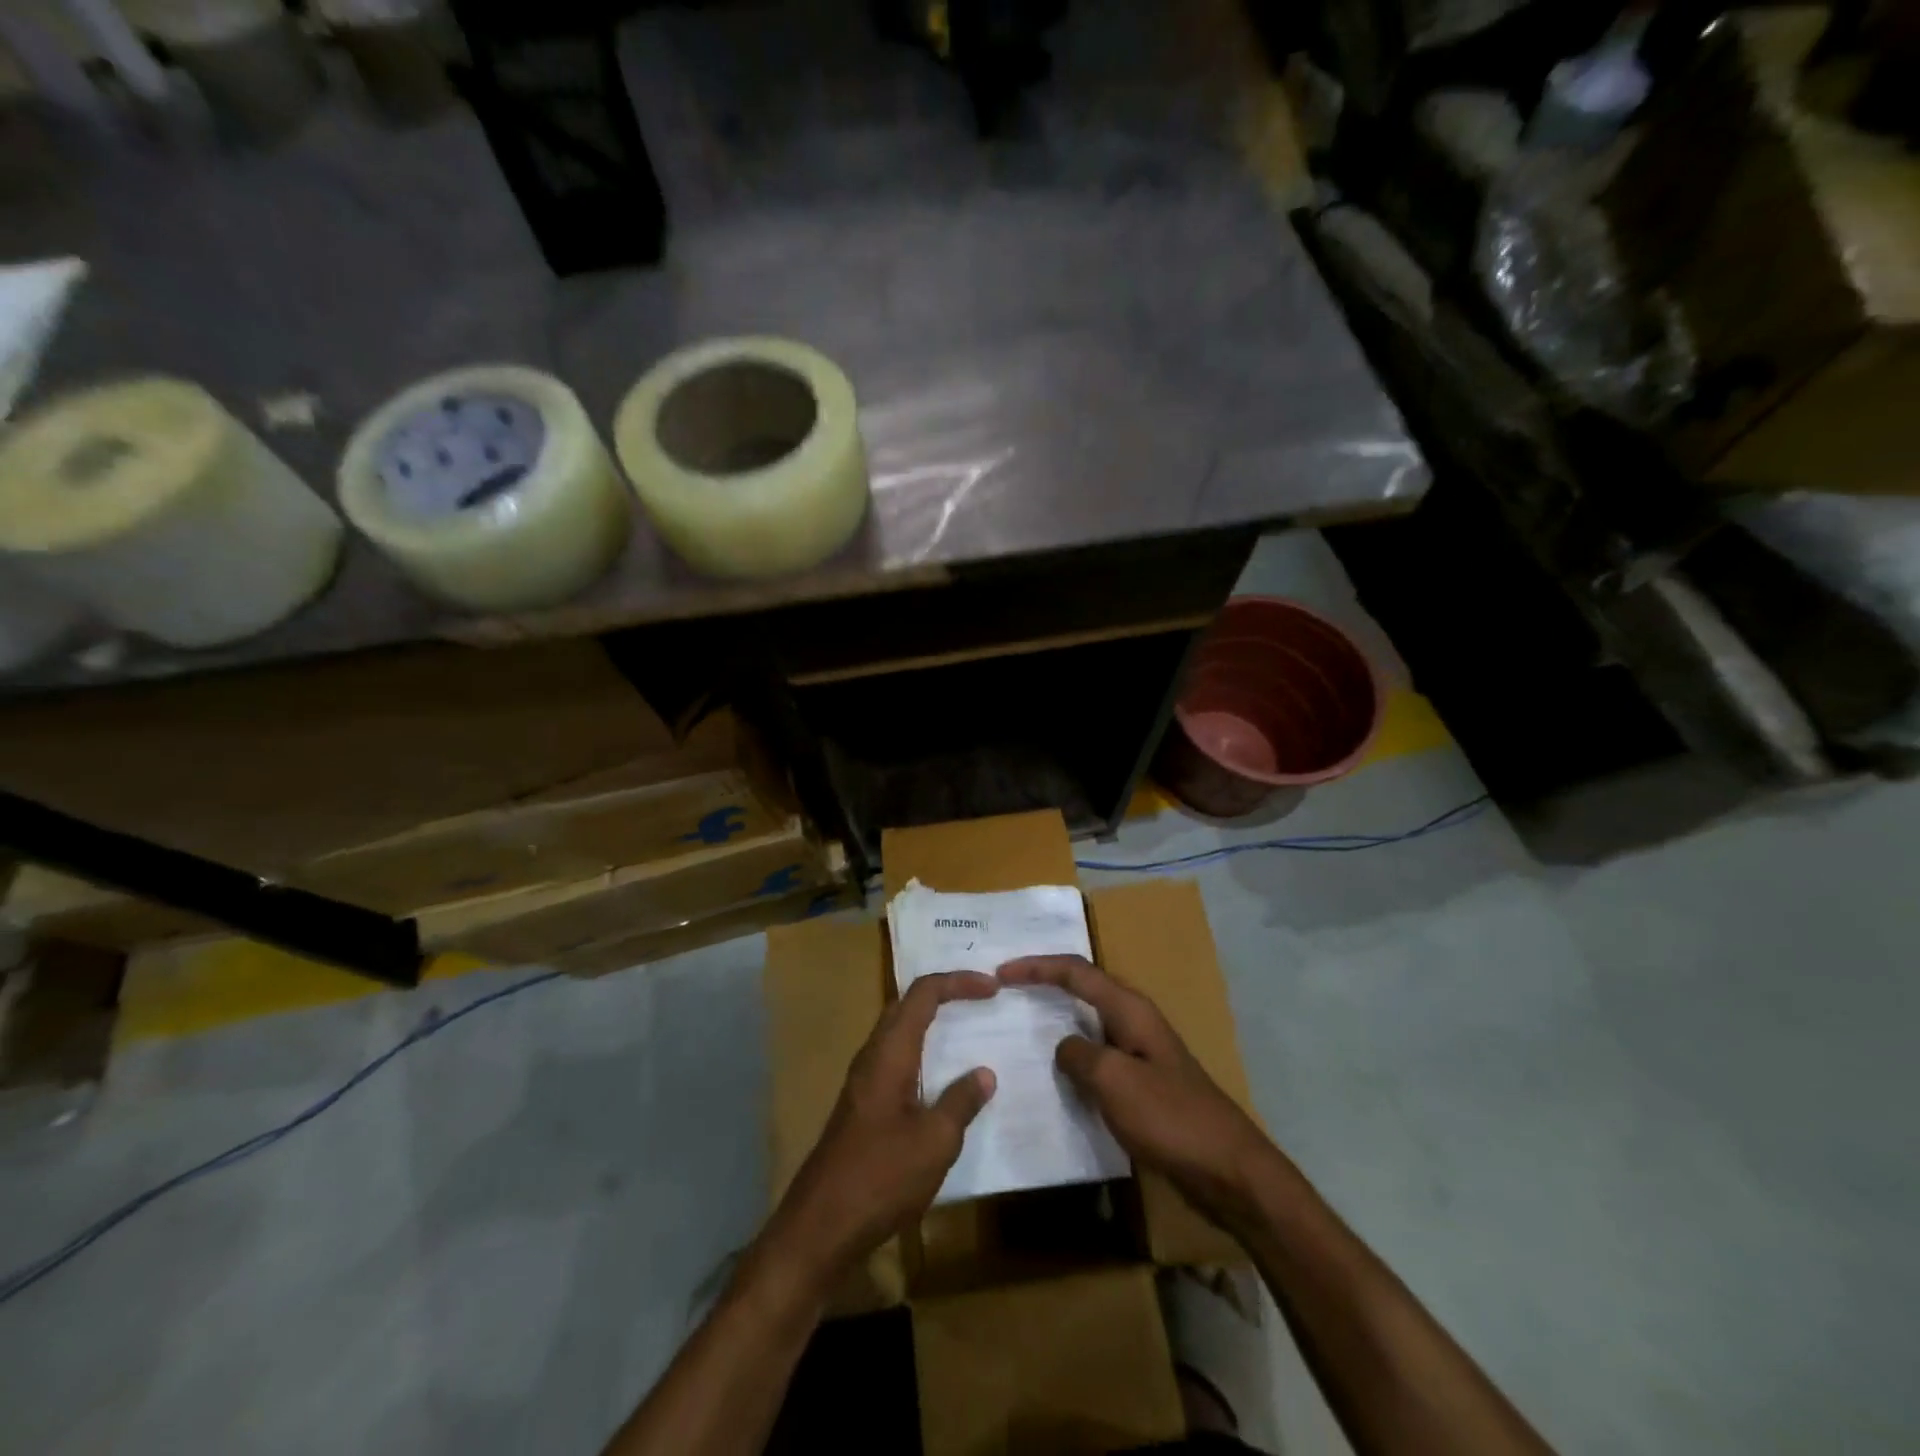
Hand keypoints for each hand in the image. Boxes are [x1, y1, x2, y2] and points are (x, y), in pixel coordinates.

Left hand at [761, 970, 998, 1293]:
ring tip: (967, 1028)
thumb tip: (984, 1073)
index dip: (958, 982)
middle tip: (981, 998)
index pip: (923, 994)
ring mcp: (864, 1082)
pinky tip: (941, 1080)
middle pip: (907, 1005)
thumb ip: (961, 1102)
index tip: (992, 988)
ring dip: (931, 1022)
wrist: (820, 1227)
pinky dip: (923, 1052)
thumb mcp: (935, 1141)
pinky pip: (896, 1059)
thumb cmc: (881, 1177)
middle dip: (944, 993)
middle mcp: (873, 1056)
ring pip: (899, 1032)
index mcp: (890, 1052)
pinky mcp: (863, 1106)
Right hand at [998, 955, 1273, 1231]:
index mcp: (1130, 1009)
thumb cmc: (1170, 1118)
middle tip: (1007, 991)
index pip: (1076, 971)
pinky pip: (1098, 1058)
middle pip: (1083, 988)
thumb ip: (1079, 1055)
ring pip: (1089, 1024)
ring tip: (1020, 1026)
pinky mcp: (1143, 1084)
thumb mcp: (1115, 1081)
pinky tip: (1054, 1077)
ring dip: (1056, 1020)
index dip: (1037, 967)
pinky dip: (1072, 1057)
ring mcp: (1141, 1052)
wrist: (1229, 1170)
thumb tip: (1063, 1047)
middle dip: (1045, 983)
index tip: (1001, 973)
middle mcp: (1135, 1021)